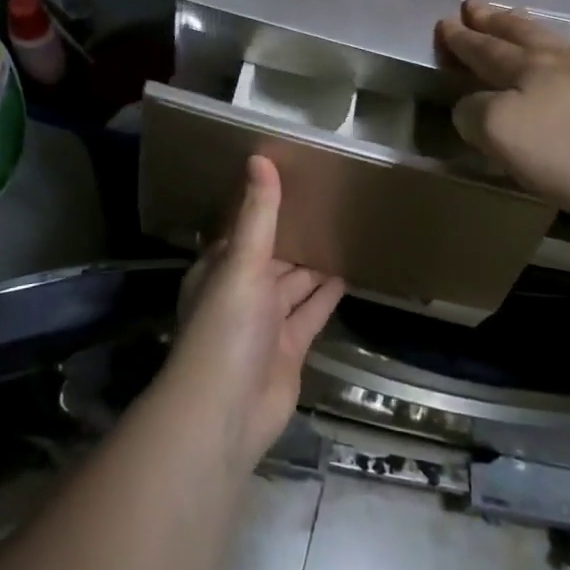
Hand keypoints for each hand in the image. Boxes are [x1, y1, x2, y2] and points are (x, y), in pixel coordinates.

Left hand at [165, 156, 343, 469]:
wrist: (226, 412)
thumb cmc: (227, 327)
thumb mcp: (242, 261)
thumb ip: (257, 214)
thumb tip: (259, 157)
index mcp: (221, 267)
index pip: (245, 229)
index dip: (266, 207)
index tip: (294, 180)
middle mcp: (242, 291)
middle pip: (273, 255)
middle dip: (296, 235)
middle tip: (330, 202)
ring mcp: (266, 322)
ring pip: (294, 283)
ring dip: (314, 264)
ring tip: (344, 231)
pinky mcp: (290, 348)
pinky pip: (311, 312)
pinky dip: (327, 295)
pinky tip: (348, 273)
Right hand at [438, 0, 569, 219]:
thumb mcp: (502, 132)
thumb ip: (475, 114)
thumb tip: (469, 107)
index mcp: (524, 67)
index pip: (483, 48)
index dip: (461, 39)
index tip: (445, 22)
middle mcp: (557, 61)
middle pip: (518, 33)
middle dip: (492, 21)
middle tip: (474, 6)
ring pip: (550, 41)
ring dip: (526, 28)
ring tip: (515, 18)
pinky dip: (557, 51)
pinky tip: (564, 60)